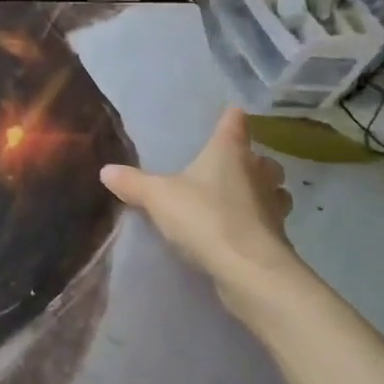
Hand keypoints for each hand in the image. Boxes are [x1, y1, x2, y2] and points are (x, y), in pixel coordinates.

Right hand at [100, 107, 309, 321]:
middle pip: (261, 159)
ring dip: (263, 192)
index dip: (232, 117)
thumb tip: (106, 170)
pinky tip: (241, 231)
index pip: (235, 124)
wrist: (248, 271)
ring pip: (274, 191)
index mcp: (229, 153)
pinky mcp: (277, 239)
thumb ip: (132, 183)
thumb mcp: (157, 197)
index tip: (232, 112)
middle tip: (234, 164)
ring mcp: (272, 207)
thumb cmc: (204, 217)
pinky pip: (270, 222)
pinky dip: (259, 223)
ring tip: (243, 198)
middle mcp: (257, 173)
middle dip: (252, 160)